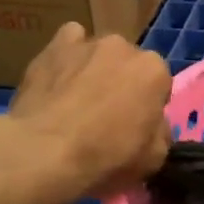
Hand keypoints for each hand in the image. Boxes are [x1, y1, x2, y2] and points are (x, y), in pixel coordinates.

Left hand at [1, 23, 171, 203]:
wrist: (43, 152)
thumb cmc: (105, 157)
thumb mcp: (153, 160)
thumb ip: (160, 134)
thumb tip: (154, 126)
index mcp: (154, 71)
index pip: (158, 86)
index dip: (147, 108)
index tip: (133, 128)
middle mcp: (124, 47)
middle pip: (129, 65)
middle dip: (122, 84)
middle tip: (104, 116)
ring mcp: (88, 43)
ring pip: (99, 53)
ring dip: (95, 69)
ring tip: (76, 99)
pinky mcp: (55, 46)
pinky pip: (69, 43)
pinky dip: (68, 56)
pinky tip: (59, 78)